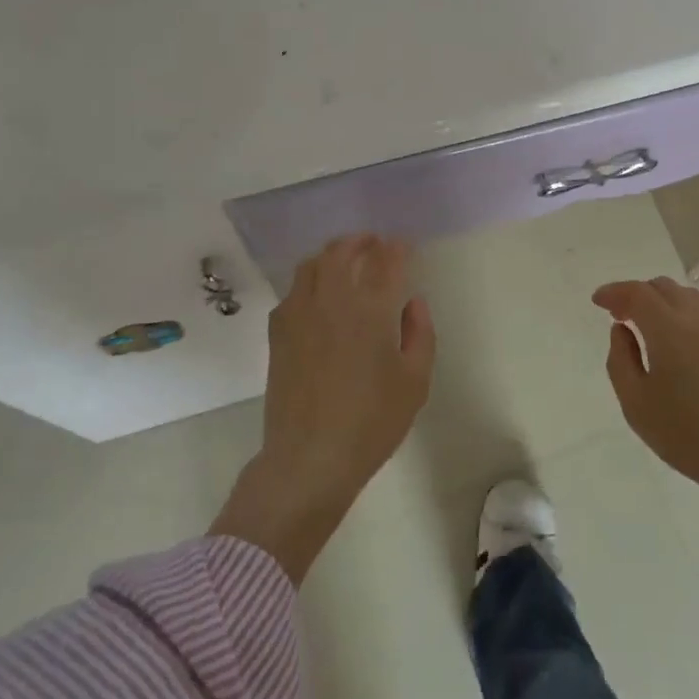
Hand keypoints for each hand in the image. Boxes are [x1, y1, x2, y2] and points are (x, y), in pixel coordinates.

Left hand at [212, 235, 435, 581]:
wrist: (310, 458)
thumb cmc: (371, 422)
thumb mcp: (415, 382)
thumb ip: (420, 334)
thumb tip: (413, 302)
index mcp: (371, 310)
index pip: (385, 261)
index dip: (396, 248)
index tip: (403, 245)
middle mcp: (332, 301)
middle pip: (341, 252)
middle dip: (360, 241)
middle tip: (373, 243)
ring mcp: (299, 314)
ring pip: (311, 265)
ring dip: (331, 255)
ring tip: (344, 261)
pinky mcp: (278, 333)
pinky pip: (292, 292)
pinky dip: (308, 282)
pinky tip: (317, 297)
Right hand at [593, 277, 698, 525]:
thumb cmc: (689, 436)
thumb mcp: (636, 405)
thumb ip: (621, 360)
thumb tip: (622, 330)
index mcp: (670, 330)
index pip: (637, 293)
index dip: (614, 292)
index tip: (598, 301)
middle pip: (665, 288)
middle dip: (638, 294)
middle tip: (621, 315)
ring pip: (690, 300)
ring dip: (664, 304)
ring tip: (650, 330)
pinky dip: (686, 321)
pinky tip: (682, 350)